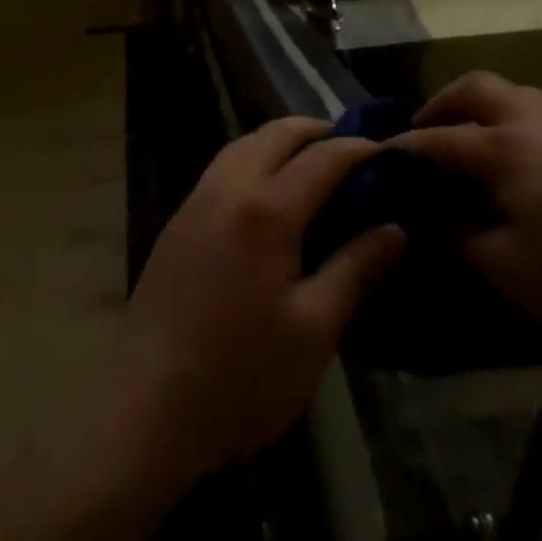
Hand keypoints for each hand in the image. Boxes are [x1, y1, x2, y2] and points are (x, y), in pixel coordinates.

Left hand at [115, 116, 407, 484]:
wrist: (145, 410)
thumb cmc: (240, 376)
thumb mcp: (314, 331)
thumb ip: (356, 269)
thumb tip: (396, 229)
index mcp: (266, 209)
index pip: (322, 158)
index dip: (359, 149)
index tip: (389, 152)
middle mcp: (229, 186)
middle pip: (277, 133)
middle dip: (317, 131)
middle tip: (351, 151)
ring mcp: (197, 200)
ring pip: (244, 143)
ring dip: (281, 141)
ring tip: (311, 165)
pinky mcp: (178, 221)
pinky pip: (223, 167)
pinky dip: (254, 159)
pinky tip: (266, 193)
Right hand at [389, 72, 541, 356]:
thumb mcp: (513, 272)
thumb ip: (458, 240)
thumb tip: (421, 218)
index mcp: (503, 146)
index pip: (435, 139)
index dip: (401, 149)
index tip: (375, 158)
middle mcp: (533, 116)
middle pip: (474, 89)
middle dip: (440, 106)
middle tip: (425, 137)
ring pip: (514, 93)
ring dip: (482, 110)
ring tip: (476, 149)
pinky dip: (518, 123)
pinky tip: (533, 166)